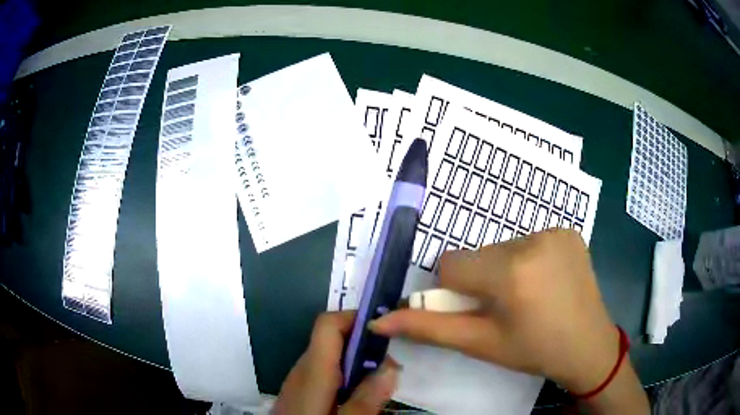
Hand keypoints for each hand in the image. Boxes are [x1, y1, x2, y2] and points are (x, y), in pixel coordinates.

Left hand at [274, 311, 398, 414]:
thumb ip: (366, 399)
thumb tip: (390, 366)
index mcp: (312, 372)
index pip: (328, 325)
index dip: (355, 319)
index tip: (385, 331)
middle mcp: (302, 369)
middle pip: (332, 339)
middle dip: (363, 344)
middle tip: (390, 366)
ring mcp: (298, 379)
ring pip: (330, 355)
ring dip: (356, 360)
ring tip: (380, 382)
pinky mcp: (300, 390)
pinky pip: (324, 371)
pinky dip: (345, 374)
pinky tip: (357, 395)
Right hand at [369, 229, 618, 393]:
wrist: (588, 345)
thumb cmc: (533, 351)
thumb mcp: (480, 344)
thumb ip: (428, 329)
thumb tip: (379, 321)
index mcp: (511, 272)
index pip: (452, 264)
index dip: (456, 290)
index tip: (477, 310)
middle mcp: (533, 241)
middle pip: (479, 254)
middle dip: (482, 280)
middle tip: (505, 308)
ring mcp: (555, 232)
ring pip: (503, 247)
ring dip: (505, 270)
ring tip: (527, 297)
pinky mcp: (569, 231)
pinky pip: (530, 241)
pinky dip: (528, 260)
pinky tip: (546, 283)